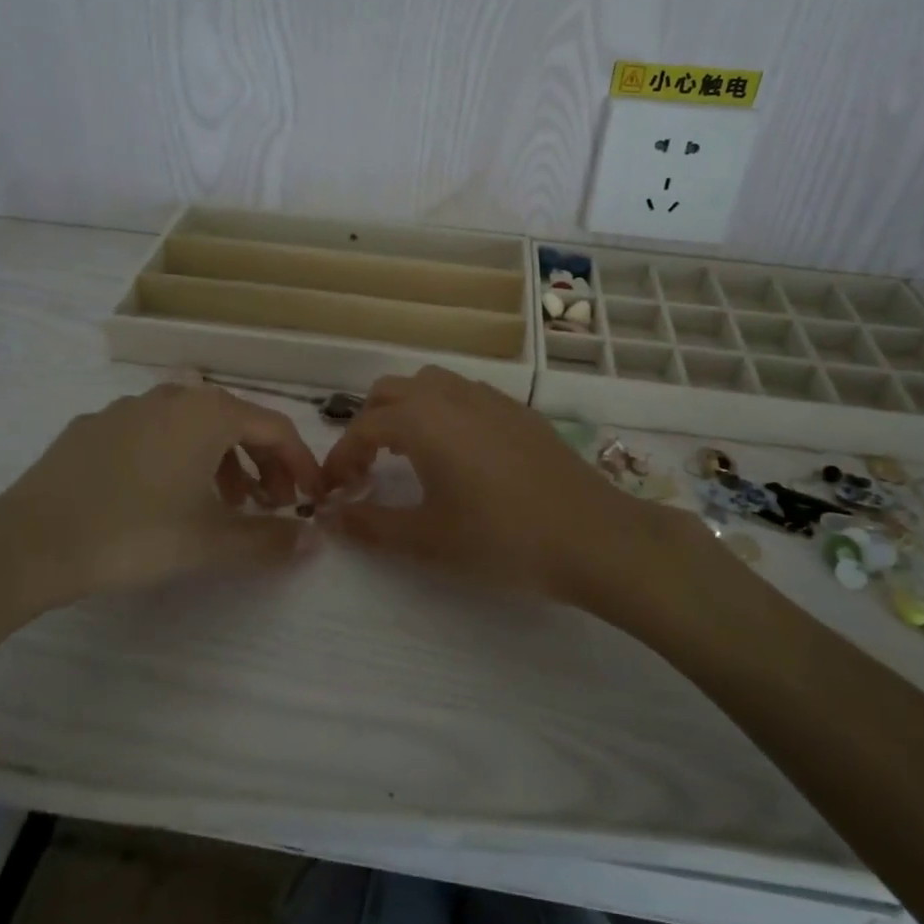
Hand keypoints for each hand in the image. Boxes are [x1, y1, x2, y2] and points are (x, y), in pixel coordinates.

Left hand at [0, 383, 323, 627]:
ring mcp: (129, 406)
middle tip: (270, 505)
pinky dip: (175, 457)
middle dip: (262, 464)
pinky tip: (160, 495)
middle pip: (236, 422)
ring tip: (221, 504)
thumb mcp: (210, 541)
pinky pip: (152, 433)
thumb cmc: (134, 533)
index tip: (311, 498)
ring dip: (220, 461)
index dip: (301, 464)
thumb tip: (315, 540)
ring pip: (192, 427)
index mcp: (209, 413)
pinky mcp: (93, 426)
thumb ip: (269, 539)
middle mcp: (174, 396)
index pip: (276, 429)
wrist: (28, 542)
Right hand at [319, 367, 663, 604]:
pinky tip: (458, 452)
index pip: (362, 428)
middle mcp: (451, 395)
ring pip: (430, 384)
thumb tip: (330, 516)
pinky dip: (442, 410)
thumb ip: (371, 525)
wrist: (592, 536)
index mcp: (422, 420)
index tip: (333, 492)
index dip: (340, 458)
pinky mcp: (518, 409)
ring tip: (407, 454)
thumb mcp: (428, 540)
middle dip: (368, 424)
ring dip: (406, 410)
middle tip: (367, 469)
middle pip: (391, 391)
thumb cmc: (502, 539)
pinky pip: (464, 394)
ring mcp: (489, 397)